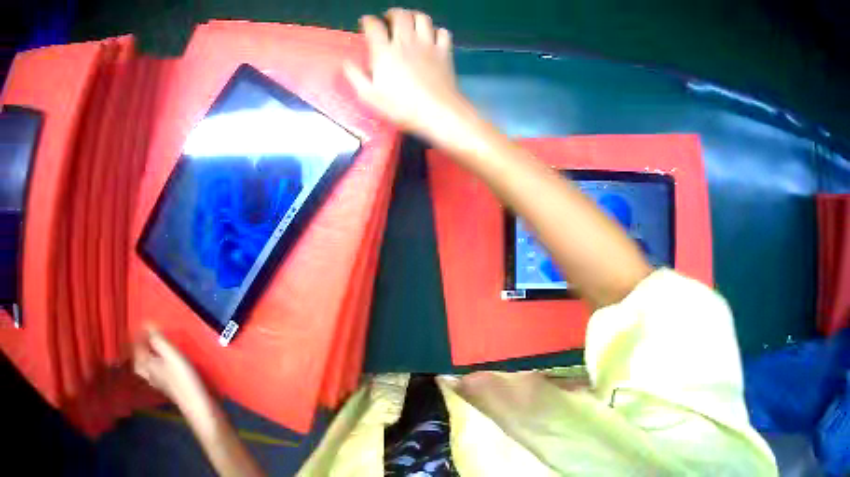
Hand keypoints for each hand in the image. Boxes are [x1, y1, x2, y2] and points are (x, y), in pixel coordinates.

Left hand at [134, 326, 206, 405]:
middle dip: (139, 350)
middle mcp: (150, 374)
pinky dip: (157, 366)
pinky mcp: (170, 389)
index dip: (139, 334)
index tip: (145, 323)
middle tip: (145, 338)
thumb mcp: (171, 354)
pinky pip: (157, 374)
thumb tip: (146, 322)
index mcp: (146, 364)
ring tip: (153, 350)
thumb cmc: (183, 378)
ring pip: (147, 368)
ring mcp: (159, 383)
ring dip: (147, 358)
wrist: (199, 406)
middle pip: (138, 361)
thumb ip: (157, 338)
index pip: (137, 347)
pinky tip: (165, 365)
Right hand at [345, 9, 471, 145]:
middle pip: (400, 15)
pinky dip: (436, 30)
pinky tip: (431, 37)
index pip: (374, 26)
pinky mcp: (444, 51)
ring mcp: (428, 44)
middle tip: (388, 19)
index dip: (368, 20)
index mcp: (384, 51)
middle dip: (392, 13)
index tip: (366, 22)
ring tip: (409, 22)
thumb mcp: (369, 95)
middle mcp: (406, 41)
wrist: (437, 111)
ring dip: (413, 16)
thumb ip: (355, 75)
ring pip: (422, 18)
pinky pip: (442, 32)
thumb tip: (347, 62)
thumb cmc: (400, 106)